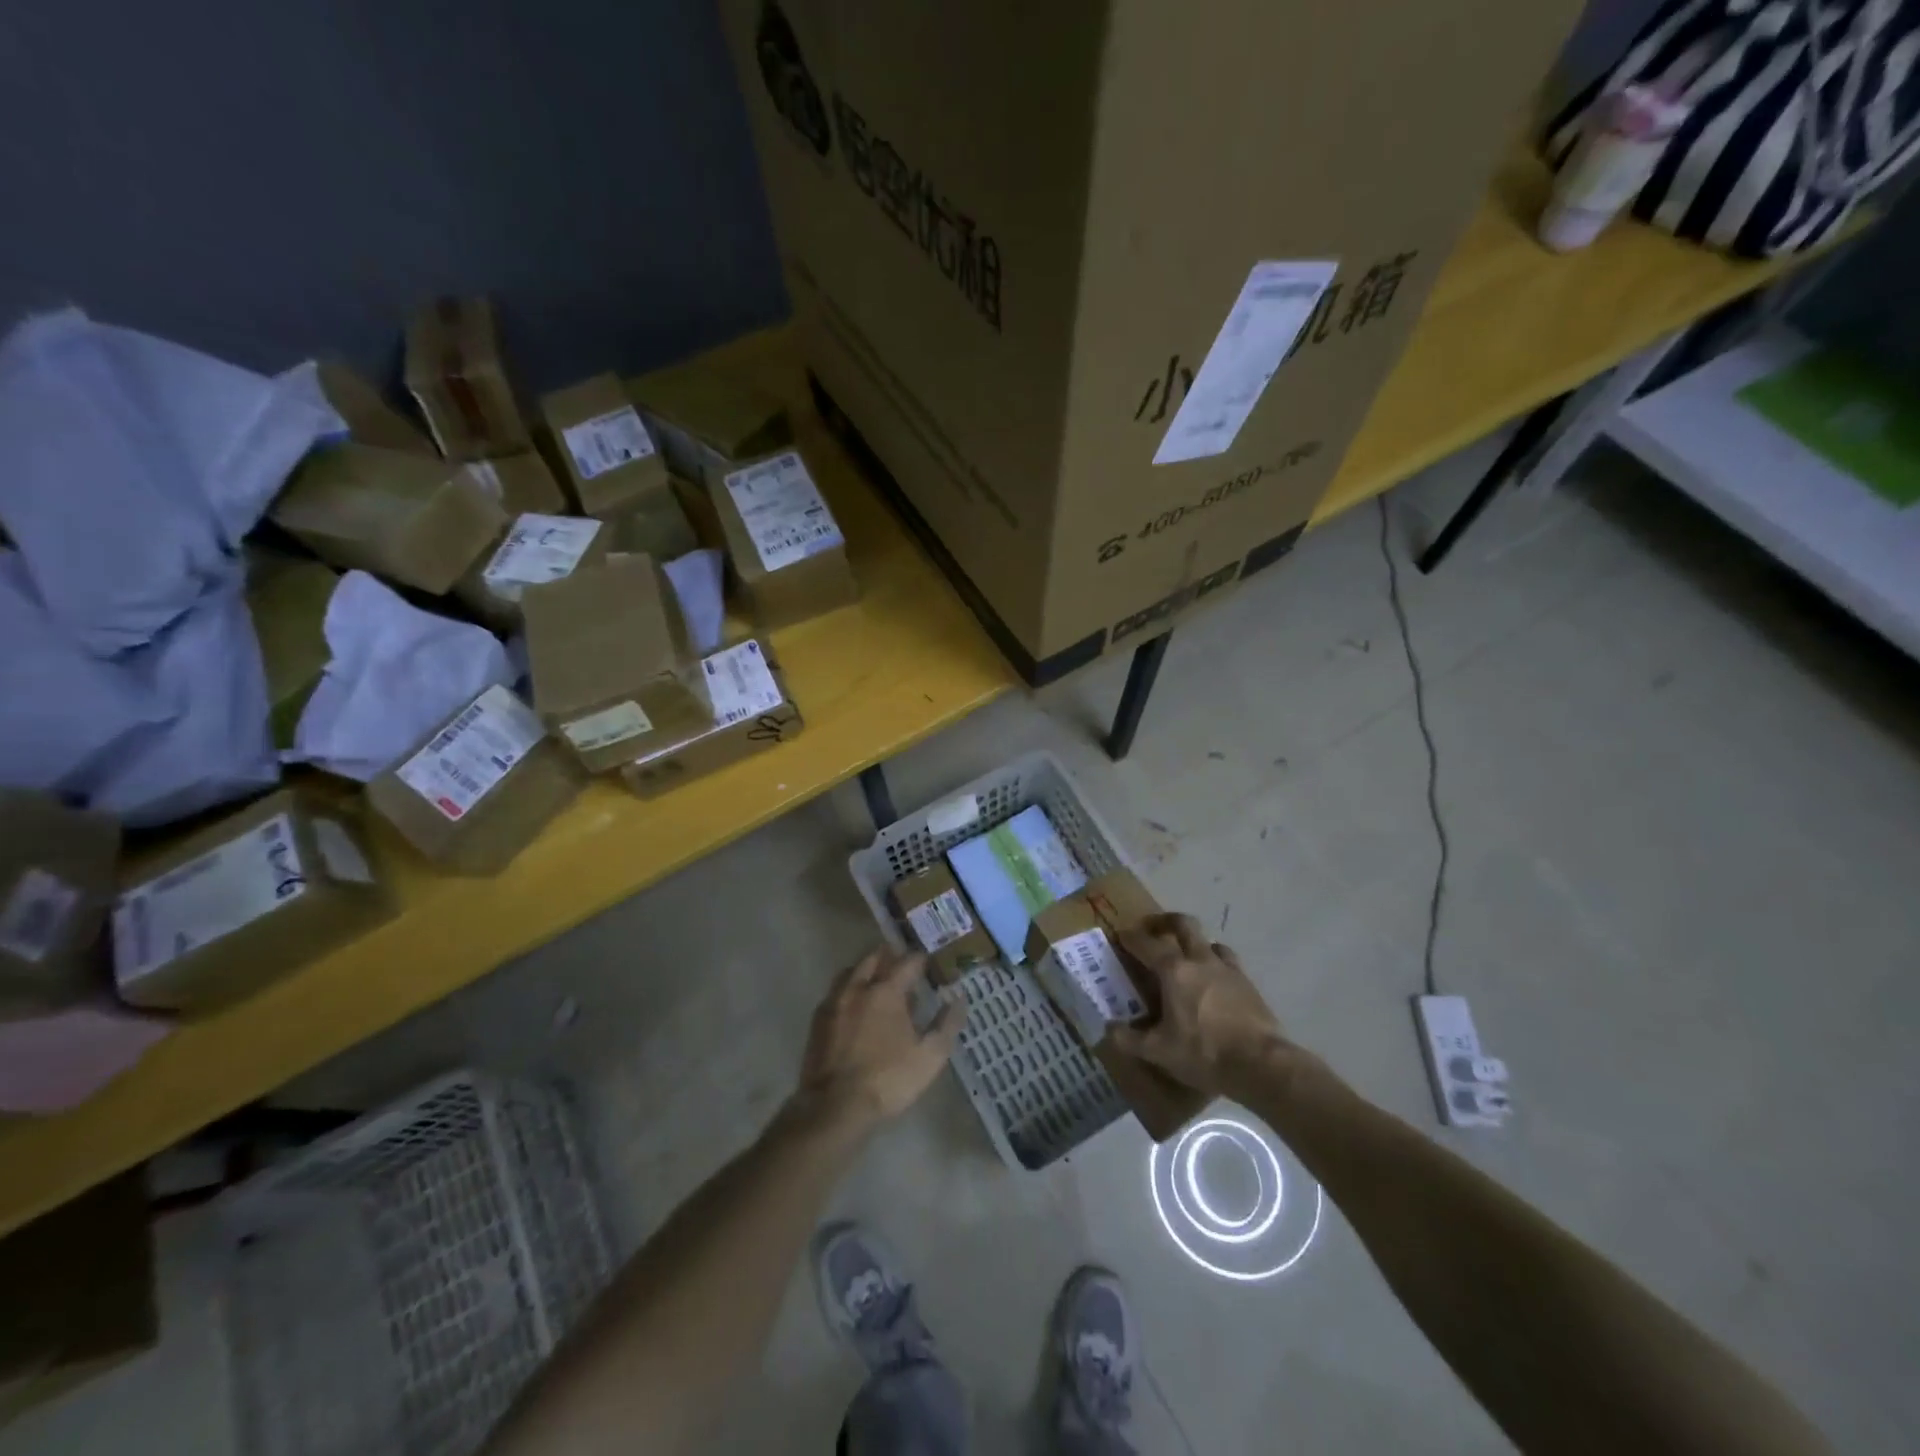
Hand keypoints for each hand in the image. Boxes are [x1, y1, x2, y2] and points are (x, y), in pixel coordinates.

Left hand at [794, 946, 964, 1129]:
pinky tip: (855, 1006)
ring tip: (878, 980)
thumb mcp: (930, 1056)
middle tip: (903, 963)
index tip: (930, 962)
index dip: (922, 959)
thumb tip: (959, 998)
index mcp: (886, 991)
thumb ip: (947, 1023)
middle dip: (890, 956)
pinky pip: (835, 992)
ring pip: (851, 971)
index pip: (908, 962)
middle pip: (874, 957)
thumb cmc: (888, 1079)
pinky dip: (849, 989)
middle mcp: (858, 987)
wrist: (835, 1107)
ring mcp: (834, 1002)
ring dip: (866, 969)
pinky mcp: (818, 1020)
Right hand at [1109, 914, 1292, 1096]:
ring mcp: (1228, 970)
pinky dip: (1217, 964)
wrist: (1262, 1065)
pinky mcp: (1249, 984)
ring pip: (1210, 942)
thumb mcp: (1159, 1052)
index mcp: (1174, 971)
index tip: (1121, 936)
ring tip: (1188, 957)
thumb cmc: (1204, 1052)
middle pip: (1183, 924)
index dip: (1131, 938)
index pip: (1147, 944)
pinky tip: (1215, 982)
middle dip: (1165, 921)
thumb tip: (1108, 1029)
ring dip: (1195, 944)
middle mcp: (1200, 960)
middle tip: (1154, 928)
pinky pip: (1229, 963)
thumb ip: (1129, 1039)